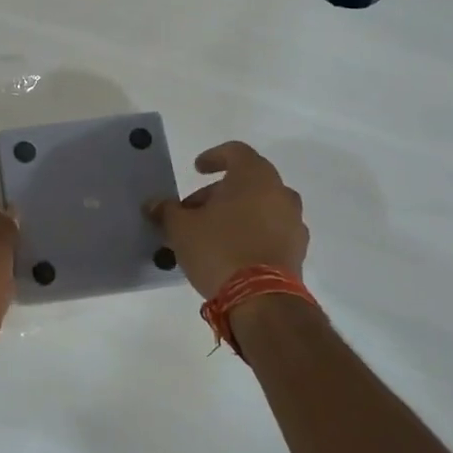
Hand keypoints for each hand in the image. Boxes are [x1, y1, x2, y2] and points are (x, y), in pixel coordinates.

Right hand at [147, 141, 308, 297]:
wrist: (262, 300)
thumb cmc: (219, 249)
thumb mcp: (181, 228)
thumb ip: (167, 210)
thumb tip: (154, 204)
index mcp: (255, 177)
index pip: (236, 151)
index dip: (213, 157)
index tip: (197, 169)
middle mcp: (280, 193)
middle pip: (246, 182)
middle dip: (216, 193)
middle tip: (191, 212)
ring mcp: (294, 223)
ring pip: (259, 207)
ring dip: (234, 214)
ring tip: (208, 234)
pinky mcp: (298, 251)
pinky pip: (270, 230)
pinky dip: (250, 233)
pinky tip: (229, 252)